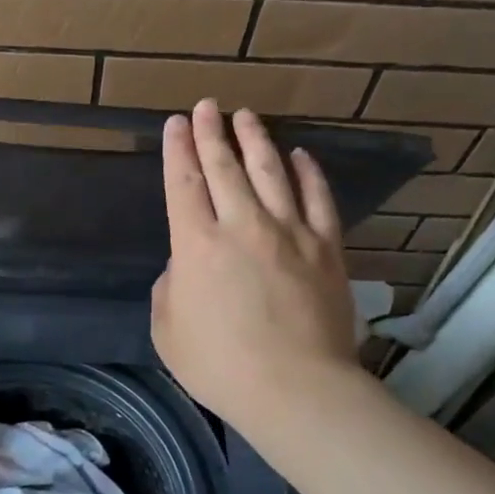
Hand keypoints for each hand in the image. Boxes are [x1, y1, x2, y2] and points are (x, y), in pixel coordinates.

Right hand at [151, 99, 359, 430]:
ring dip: (256, 140)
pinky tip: (300, 156)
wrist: (294, 388)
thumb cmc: (220, 365)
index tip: (176, 123)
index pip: (183, 183)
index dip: (178, 150)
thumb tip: (187, 265)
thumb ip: (170, 287)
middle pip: (224, 167)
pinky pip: (318, 199)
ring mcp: (289, 232)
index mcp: (197, 244)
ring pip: (270, 172)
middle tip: (208, 106)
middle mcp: (242, 225)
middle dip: (212, 133)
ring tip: (246, 116)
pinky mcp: (326, 248)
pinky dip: (309, 173)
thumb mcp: (168, 329)